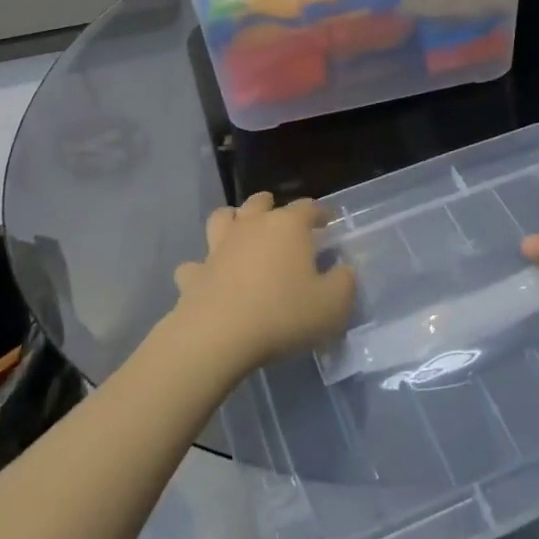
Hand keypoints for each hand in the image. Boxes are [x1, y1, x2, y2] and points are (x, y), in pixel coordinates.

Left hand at [173, 193, 356, 373]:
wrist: (218, 336)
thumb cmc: (282, 315)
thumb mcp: (332, 305)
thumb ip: (344, 283)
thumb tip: (343, 270)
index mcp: (288, 227)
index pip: (308, 207)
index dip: (320, 212)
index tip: (328, 220)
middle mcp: (251, 227)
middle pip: (260, 202)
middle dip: (271, 205)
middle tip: (280, 217)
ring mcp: (218, 248)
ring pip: (222, 219)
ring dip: (231, 221)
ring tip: (239, 232)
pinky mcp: (194, 274)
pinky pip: (195, 265)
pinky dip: (201, 269)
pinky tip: (207, 278)